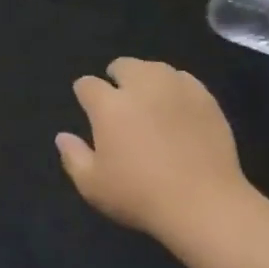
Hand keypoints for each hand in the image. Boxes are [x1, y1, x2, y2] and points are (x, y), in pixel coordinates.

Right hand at [57, 58, 250, 241]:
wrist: (203, 202)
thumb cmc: (140, 196)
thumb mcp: (93, 186)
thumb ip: (73, 157)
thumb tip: (63, 136)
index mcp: (109, 106)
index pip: (88, 85)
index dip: (84, 92)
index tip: (87, 103)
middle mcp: (142, 86)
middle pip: (124, 65)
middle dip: (116, 76)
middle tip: (119, 97)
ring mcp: (177, 88)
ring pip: (156, 68)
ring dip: (146, 78)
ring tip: (149, 98)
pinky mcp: (206, 98)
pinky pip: (184, 80)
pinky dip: (175, 87)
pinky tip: (176, 106)